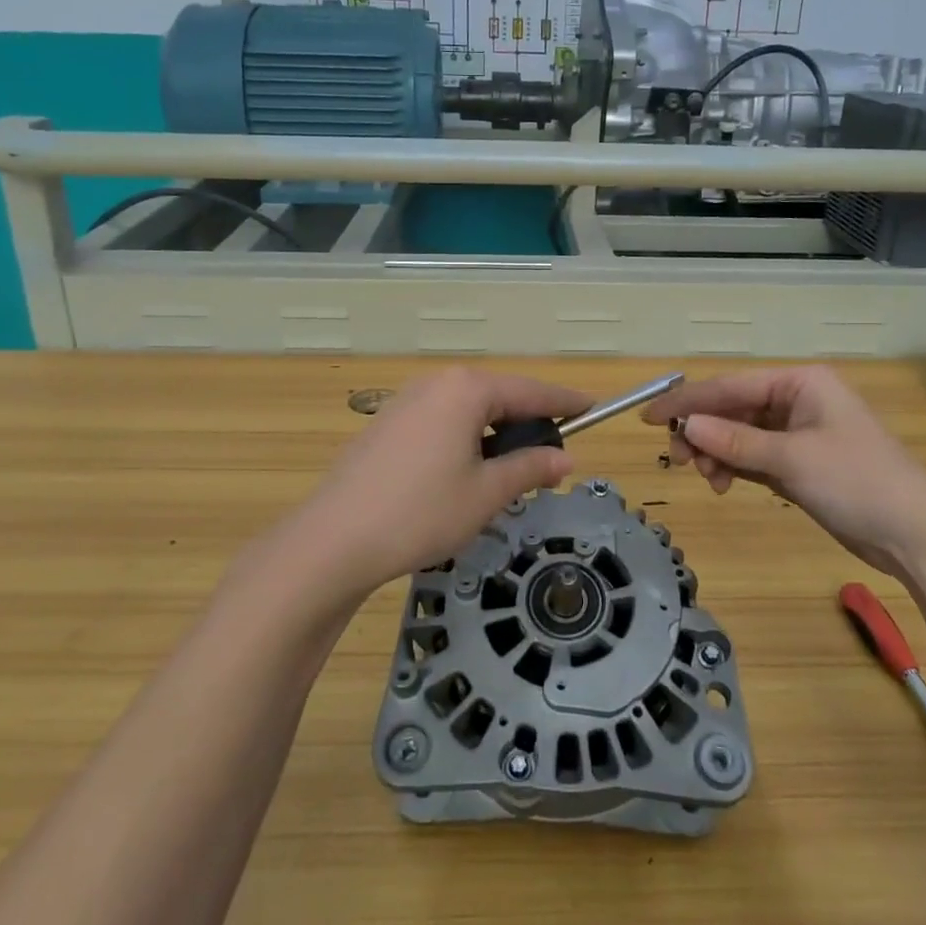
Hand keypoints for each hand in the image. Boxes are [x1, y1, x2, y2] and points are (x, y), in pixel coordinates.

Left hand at [282, 368, 588, 599]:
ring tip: (510, 472)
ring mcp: (405, 402)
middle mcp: (436, 384)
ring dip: (494, 434)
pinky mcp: (385, 426)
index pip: (530, 390)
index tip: (592, 407)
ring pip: (467, 411)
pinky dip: (464, 440)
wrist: (334, 540)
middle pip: (497, 396)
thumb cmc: (421, 512)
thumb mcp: (486, 493)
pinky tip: (464, 474)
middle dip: (527, 423)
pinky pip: (440, 422)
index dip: (564, 402)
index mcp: (466, 390)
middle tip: (551, 457)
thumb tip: (563, 459)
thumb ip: (529, 469)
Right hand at [643, 366, 925, 577]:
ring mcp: (798, 433)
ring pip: (739, 434)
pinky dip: (733, 466)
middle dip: (703, 432)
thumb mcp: (792, 458)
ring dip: (717, 453)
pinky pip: (753, 456)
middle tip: (678, 459)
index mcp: (800, 383)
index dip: (688, 402)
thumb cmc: (857, 482)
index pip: (731, 387)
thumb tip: (687, 426)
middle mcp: (797, 400)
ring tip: (707, 477)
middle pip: (733, 409)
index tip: (649, 417)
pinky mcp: (799, 463)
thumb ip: (736, 440)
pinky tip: (722, 482)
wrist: (916, 534)